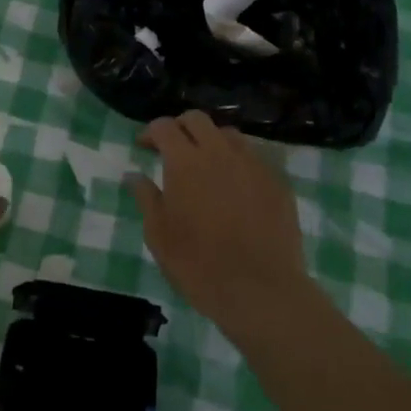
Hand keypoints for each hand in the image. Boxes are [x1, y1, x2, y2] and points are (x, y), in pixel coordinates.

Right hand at [128, 111, 312, 337]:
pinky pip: (254, 158)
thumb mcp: (159, 235)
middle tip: (173, 150)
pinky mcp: (277, 182)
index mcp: (185, 162)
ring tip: (206, 167)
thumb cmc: (198, 265)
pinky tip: (235, 188)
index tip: (145, 147)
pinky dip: (238, 163)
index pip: (164, 126)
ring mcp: (253, 164)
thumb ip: (146, 198)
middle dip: (181, 128)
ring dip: (211, 142)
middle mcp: (219, 152)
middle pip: (197, 120)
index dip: (151, 132)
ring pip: (229, 135)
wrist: (260, 290)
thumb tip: (134, 175)